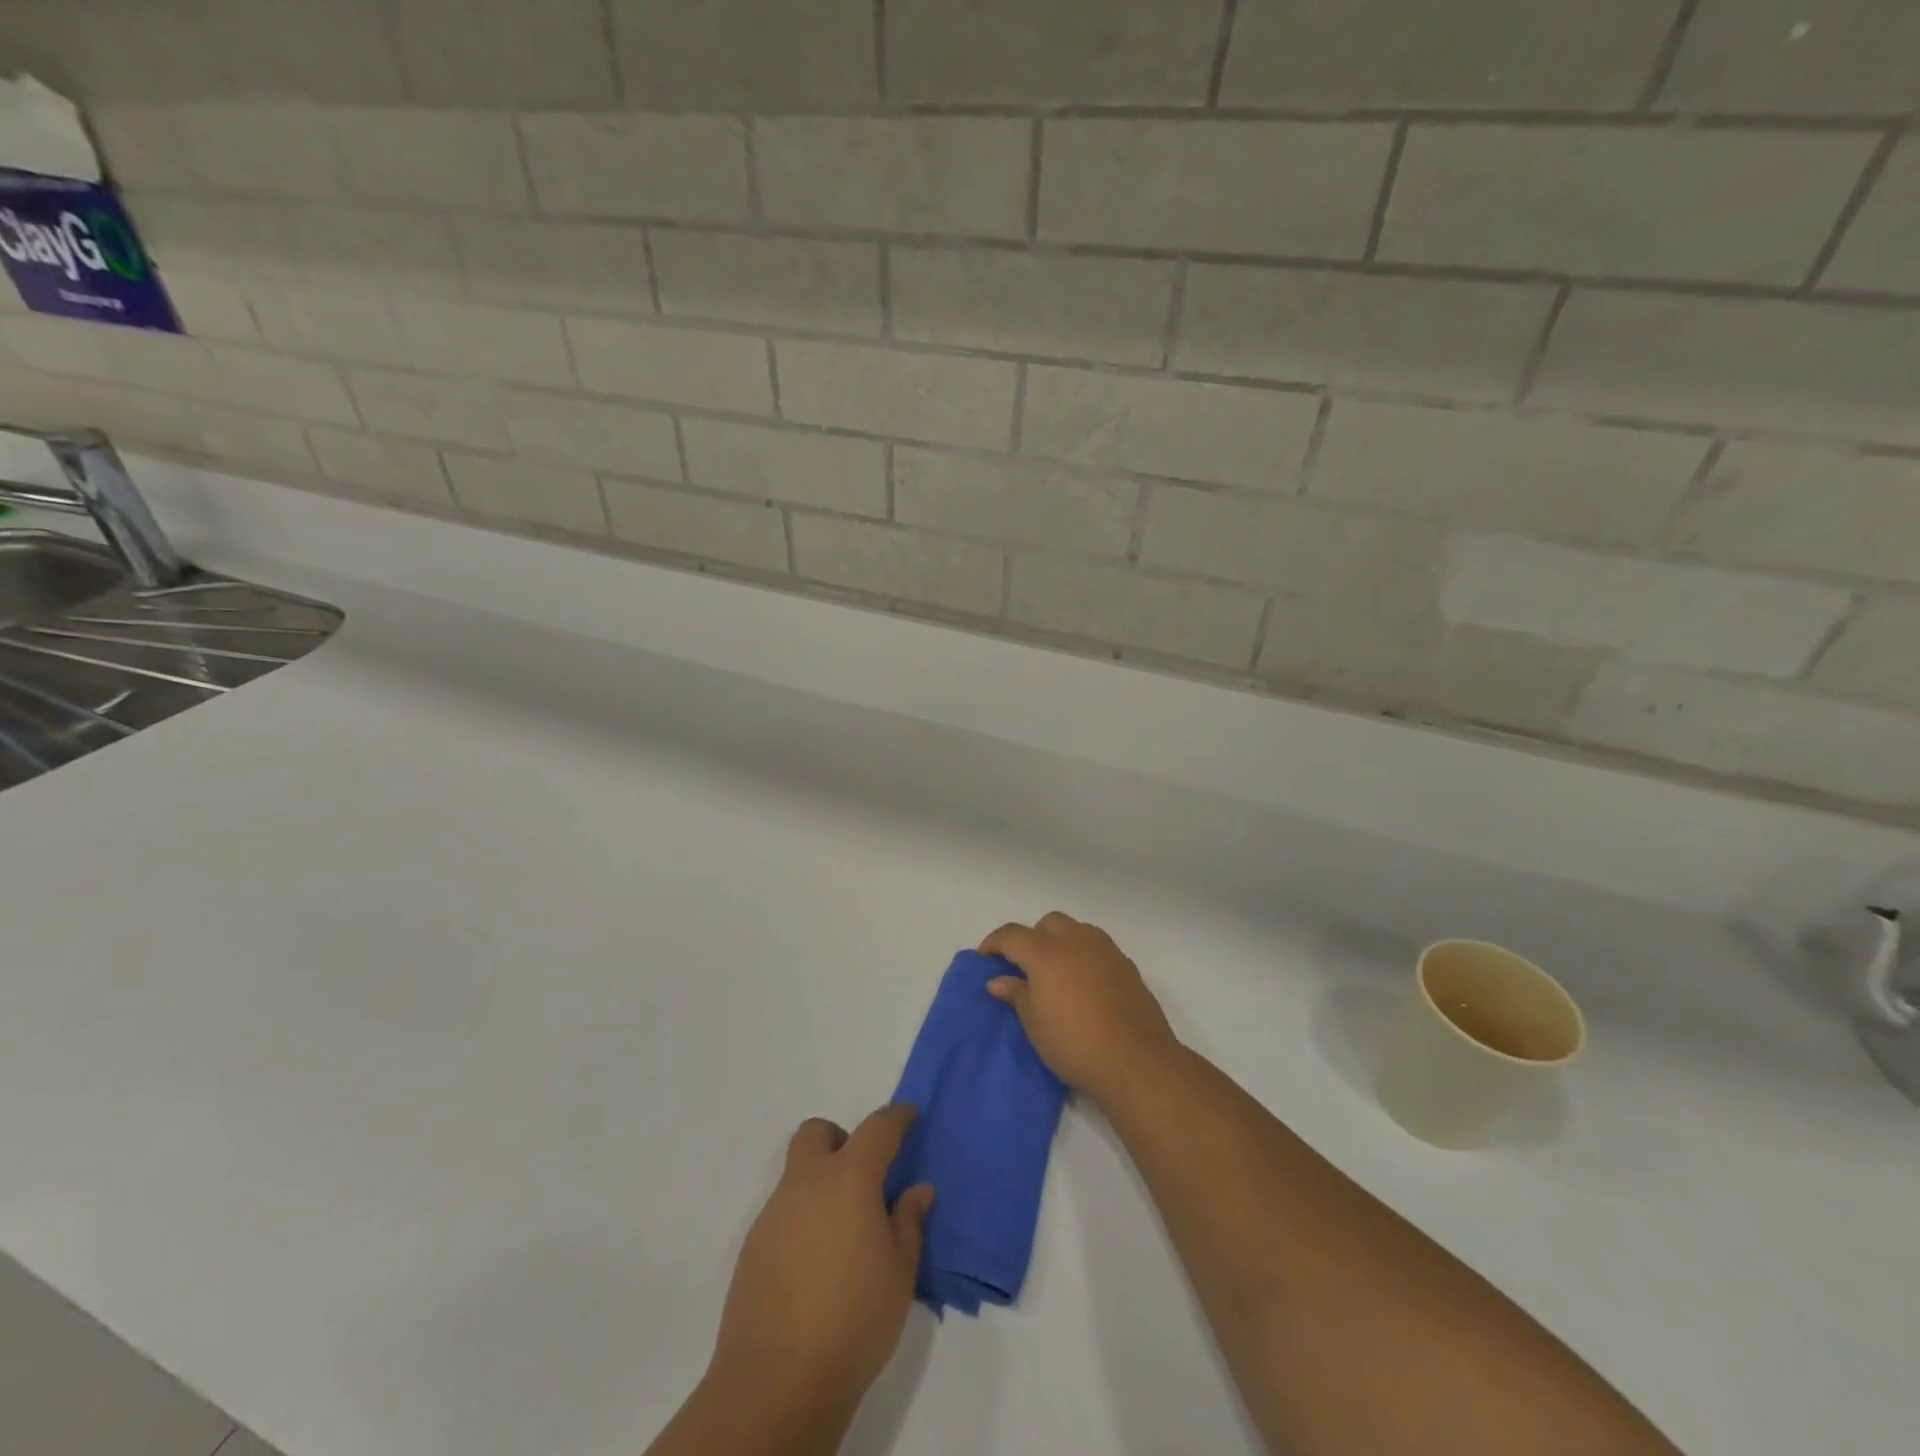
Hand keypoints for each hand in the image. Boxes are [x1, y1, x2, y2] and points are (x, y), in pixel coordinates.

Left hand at [705, 1106, 934, 1434]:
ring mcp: (774, 1213)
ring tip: (843, 1234)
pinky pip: (782, 1213)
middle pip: (817, 1133)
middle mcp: (807, 1183)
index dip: (896, 1117)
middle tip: (862, 1176)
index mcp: (849, 1179)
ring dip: (820, 1184)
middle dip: (840, 1139)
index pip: (877, 1128)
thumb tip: (917, 1190)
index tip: (909, 1116)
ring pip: (797, 1174)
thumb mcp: (899, 1273)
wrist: (776, 1382)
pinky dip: (802, 1220)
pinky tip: (815, 1265)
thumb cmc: (854, 1319)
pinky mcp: (752, 1247)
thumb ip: (908, 1223)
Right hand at [981, 912, 1178, 1103]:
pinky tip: (1083, 985)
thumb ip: (1015, 993)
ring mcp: (1106, 950)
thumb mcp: (1034, 1022)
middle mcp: (1076, 941)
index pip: (1012, 934)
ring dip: (1060, 942)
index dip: (994, 943)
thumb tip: (998, 980)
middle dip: (1031, 938)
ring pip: (1076, 930)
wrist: (1135, 1061)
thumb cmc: (1074, 1043)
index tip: (984, 958)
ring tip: (1055, 974)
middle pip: (1048, 924)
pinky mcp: (1127, 965)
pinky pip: (1097, 948)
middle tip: (1024, 967)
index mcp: (1046, 952)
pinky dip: (1083, 956)